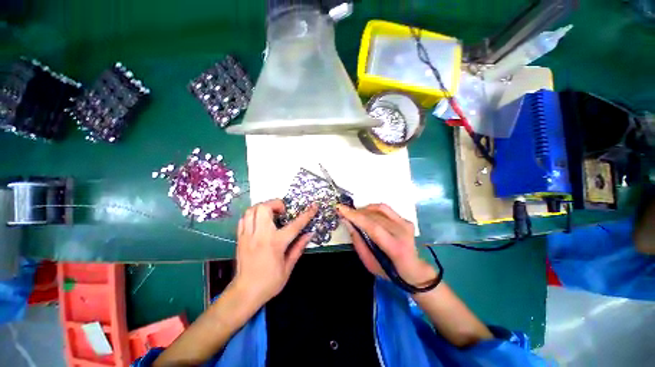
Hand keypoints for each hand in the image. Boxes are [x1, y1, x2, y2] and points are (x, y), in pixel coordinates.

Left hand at [232, 200, 317, 307]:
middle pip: (264, 208)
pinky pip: (244, 219)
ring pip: (251, 210)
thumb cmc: (270, 282)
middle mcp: (260, 235)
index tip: (314, 206)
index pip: (295, 225)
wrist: (245, 293)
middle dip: (276, 203)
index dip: (307, 214)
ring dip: (263, 207)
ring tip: (271, 214)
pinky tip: (259, 221)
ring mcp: (247, 236)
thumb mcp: (288, 267)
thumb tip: (309, 234)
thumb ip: (299, 247)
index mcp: (276, 243)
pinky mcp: (239, 238)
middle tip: (282, 211)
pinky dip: (253, 215)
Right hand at [337, 203, 436, 285]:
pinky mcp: (406, 220)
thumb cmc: (390, 271)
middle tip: (344, 212)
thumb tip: (347, 222)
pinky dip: (373, 209)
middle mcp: (402, 232)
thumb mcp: (370, 264)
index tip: (340, 208)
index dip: (355, 216)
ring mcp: (405, 224)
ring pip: (379, 209)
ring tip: (355, 214)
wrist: (413, 269)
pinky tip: (366, 213)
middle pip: (374, 216)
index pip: (372, 227)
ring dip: (363, 209)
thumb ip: (358, 242)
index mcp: (395, 247)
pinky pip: (385, 209)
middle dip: (356, 212)